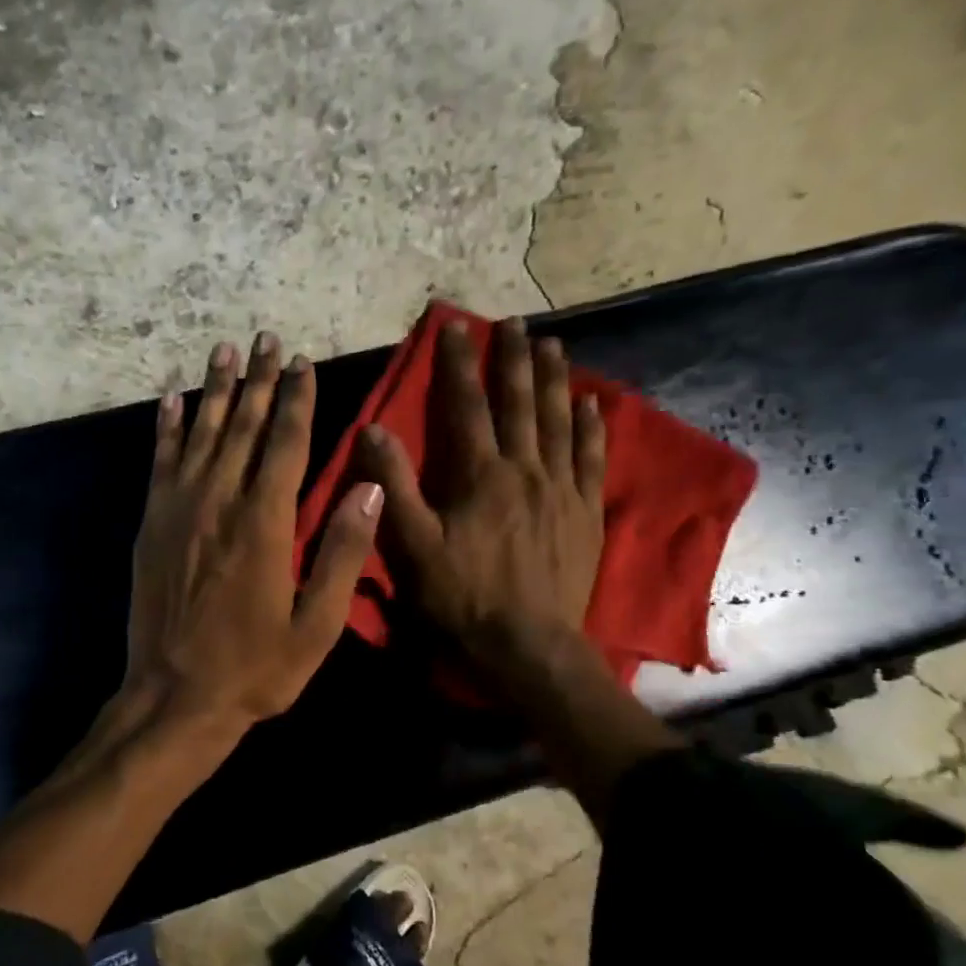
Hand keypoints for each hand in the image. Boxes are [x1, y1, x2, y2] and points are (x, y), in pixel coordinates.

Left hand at [122, 333, 382, 737]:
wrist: (175, 697)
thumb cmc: (255, 668)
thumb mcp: (315, 625)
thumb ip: (342, 552)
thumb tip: (371, 487)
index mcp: (265, 523)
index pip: (285, 443)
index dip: (296, 400)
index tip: (303, 363)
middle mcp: (219, 503)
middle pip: (242, 426)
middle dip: (258, 380)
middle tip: (267, 338)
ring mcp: (178, 511)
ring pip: (201, 434)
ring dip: (215, 389)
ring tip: (225, 350)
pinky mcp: (152, 525)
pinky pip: (160, 463)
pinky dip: (167, 428)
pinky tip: (172, 401)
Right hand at [360, 316, 606, 688]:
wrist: (527, 643)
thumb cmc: (462, 596)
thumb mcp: (413, 545)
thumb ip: (393, 485)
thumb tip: (374, 429)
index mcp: (480, 475)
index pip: (466, 406)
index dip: (459, 363)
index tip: (456, 326)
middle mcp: (525, 469)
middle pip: (519, 402)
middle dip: (514, 358)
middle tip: (514, 322)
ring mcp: (561, 489)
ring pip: (559, 421)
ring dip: (554, 379)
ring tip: (553, 344)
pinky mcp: (585, 511)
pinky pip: (591, 457)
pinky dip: (590, 427)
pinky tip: (591, 403)